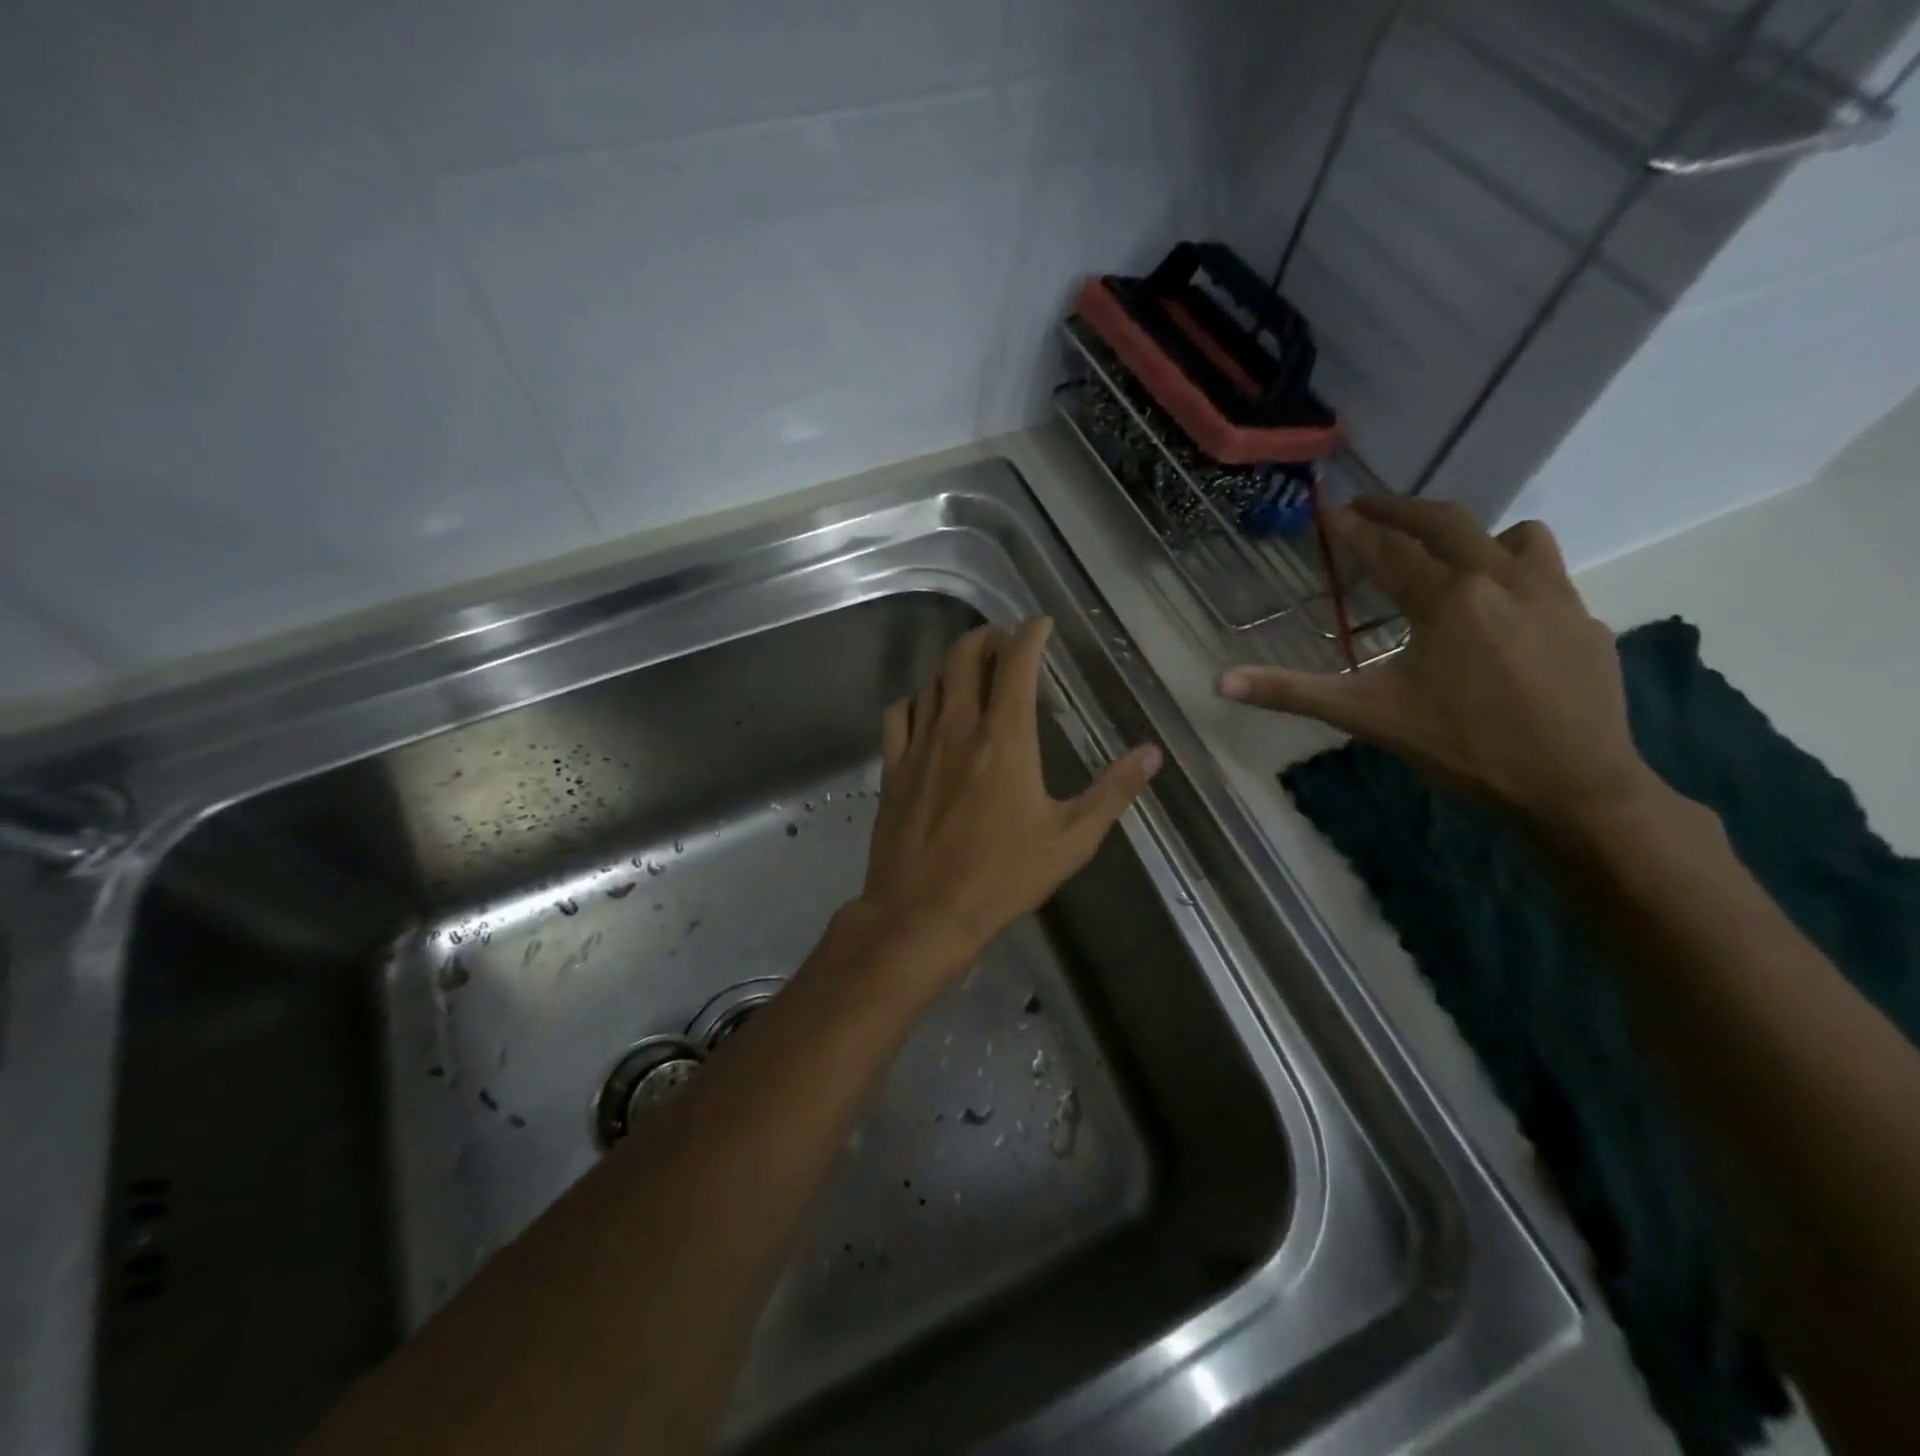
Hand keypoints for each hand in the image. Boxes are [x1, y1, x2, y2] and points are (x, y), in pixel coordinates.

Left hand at [855, 617, 1161, 981]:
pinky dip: (917, 699)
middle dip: (987, 636)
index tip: (1041, 624)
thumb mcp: (1071, 839)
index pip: (1016, 663)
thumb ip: (1113, 791)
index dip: (1030, 634)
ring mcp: (919, 745)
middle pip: (964, 657)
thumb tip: (1152, 753)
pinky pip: (899, 714)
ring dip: (953, 664)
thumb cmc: (1003, 877)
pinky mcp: (893, 768)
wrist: (923, 913)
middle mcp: (958, 727)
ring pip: (932, 680)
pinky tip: (927, 709)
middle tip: (1005, 639)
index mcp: (1005, 737)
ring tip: (971, 668)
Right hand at [1218, 496, 1658, 825]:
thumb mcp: (1367, 717)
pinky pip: (1548, 575)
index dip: (1352, 530)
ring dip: (1474, 536)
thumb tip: (1220, 682)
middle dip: (1401, 509)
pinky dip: (1515, 575)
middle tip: (1368, 507)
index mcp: (1445, 599)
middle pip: (1448, 522)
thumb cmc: (1462, 748)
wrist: (1575, 787)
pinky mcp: (1585, 621)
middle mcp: (1501, 579)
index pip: (1388, 549)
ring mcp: (1554, 596)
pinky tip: (1500, 616)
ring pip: (1515, 536)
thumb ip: (1292, 692)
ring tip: (1447, 559)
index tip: (1329, 511)